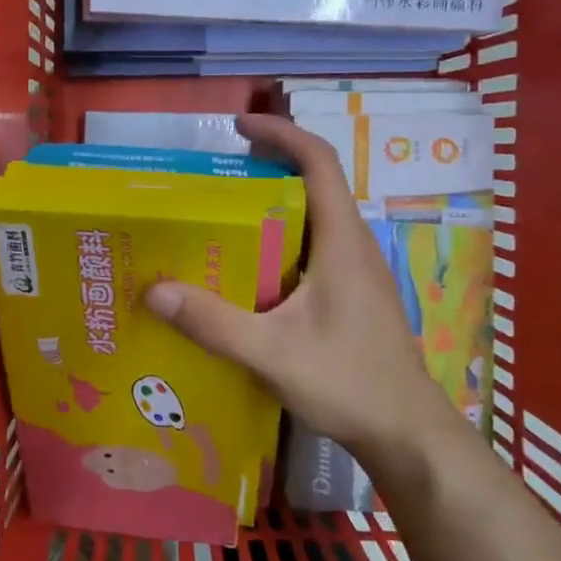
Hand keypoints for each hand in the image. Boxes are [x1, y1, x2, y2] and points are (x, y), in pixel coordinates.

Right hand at [142, 114, 463, 456]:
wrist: (408, 434)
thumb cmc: (350, 383)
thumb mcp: (273, 354)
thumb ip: (214, 323)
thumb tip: (153, 290)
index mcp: (341, 241)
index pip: (319, 163)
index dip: (282, 133)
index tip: (239, 127)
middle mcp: (352, 244)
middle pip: (313, 183)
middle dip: (268, 167)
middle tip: (214, 177)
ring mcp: (356, 270)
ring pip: (312, 217)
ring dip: (272, 205)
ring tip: (220, 217)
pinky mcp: (352, 293)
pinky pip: (312, 246)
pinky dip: (279, 239)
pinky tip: (248, 271)